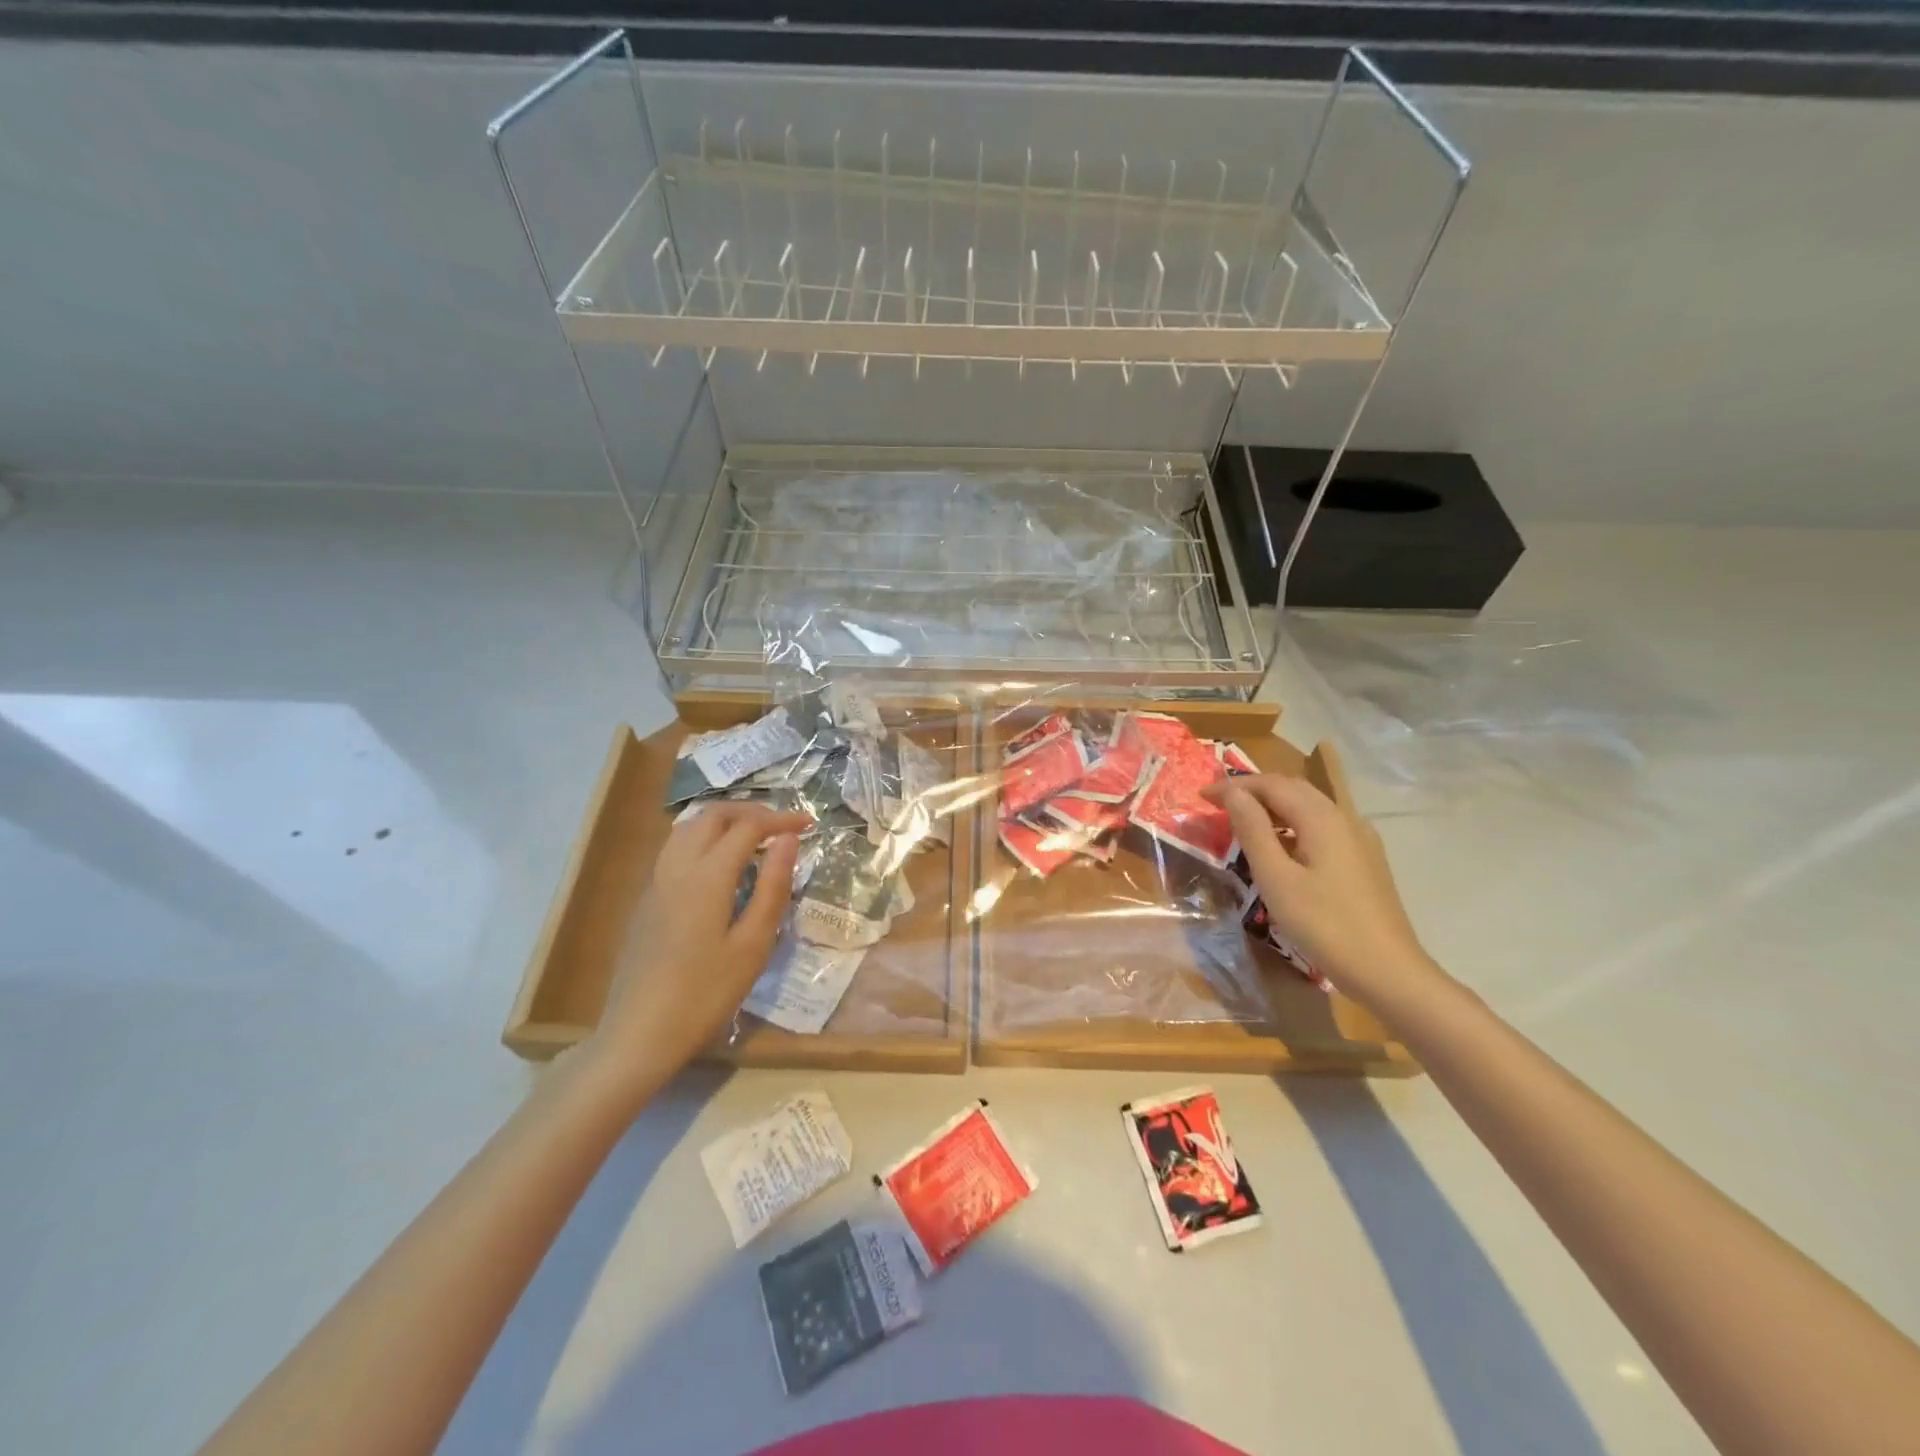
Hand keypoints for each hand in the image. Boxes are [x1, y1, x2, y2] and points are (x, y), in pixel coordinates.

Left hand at [585, 801, 811, 1095]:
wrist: (638, 1034)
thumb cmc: (705, 994)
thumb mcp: (753, 944)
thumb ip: (773, 886)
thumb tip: (788, 840)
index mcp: (708, 875)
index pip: (748, 826)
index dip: (781, 819)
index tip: (809, 825)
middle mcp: (678, 867)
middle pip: (713, 815)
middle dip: (751, 812)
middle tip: (782, 828)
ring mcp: (656, 882)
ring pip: (689, 827)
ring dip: (724, 822)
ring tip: (754, 839)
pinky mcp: (647, 899)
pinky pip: (676, 848)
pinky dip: (705, 838)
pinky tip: (721, 866)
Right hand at [1204, 774, 1438, 1008]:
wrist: (1388, 971)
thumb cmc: (1324, 924)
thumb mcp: (1276, 878)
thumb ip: (1253, 830)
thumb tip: (1233, 793)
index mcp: (1321, 818)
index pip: (1271, 785)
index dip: (1234, 785)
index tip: (1202, 797)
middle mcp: (1344, 818)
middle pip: (1294, 789)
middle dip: (1254, 790)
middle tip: (1218, 804)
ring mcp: (1359, 839)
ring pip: (1310, 806)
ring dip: (1273, 806)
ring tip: (1243, 821)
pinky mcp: (1364, 860)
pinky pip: (1322, 826)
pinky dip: (1293, 823)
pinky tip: (1281, 846)